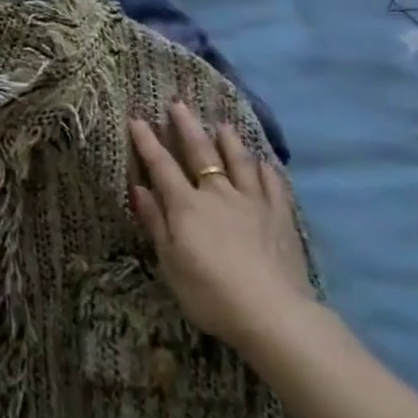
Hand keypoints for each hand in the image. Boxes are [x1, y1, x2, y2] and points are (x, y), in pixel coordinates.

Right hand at [128, 103, 315, 353]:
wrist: (273, 314)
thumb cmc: (210, 293)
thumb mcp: (170, 263)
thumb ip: (155, 223)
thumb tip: (138, 188)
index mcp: (187, 205)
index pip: (162, 166)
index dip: (147, 142)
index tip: (137, 118)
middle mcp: (218, 194)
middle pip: (201, 153)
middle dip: (186, 127)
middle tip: (178, 103)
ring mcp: (253, 202)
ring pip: (239, 162)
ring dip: (229, 141)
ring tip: (222, 123)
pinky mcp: (281, 216)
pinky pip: (273, 185)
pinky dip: (266, 170)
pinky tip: (263, 162)